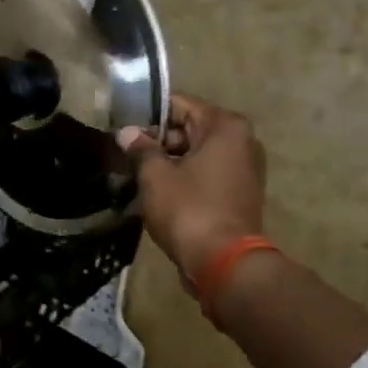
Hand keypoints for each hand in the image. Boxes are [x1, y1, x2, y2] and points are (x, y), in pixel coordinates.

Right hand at [119, 94, 267, 282]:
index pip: (179, 105)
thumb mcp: (155, 176)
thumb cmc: (188, 209)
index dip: (147, 117)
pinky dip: (184, 181)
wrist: (223, 263)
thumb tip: (127, 133)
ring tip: (137, 179)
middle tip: (127, 158)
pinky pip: (205, 176)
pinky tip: (158, 196)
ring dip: (169, 164)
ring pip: (196, 155)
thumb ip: (140, 149)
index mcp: (225, 127)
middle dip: (157, 143)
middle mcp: (241, 142)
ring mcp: (244, 170)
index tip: (124, 133)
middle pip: (189, 129)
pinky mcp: (239, 195)